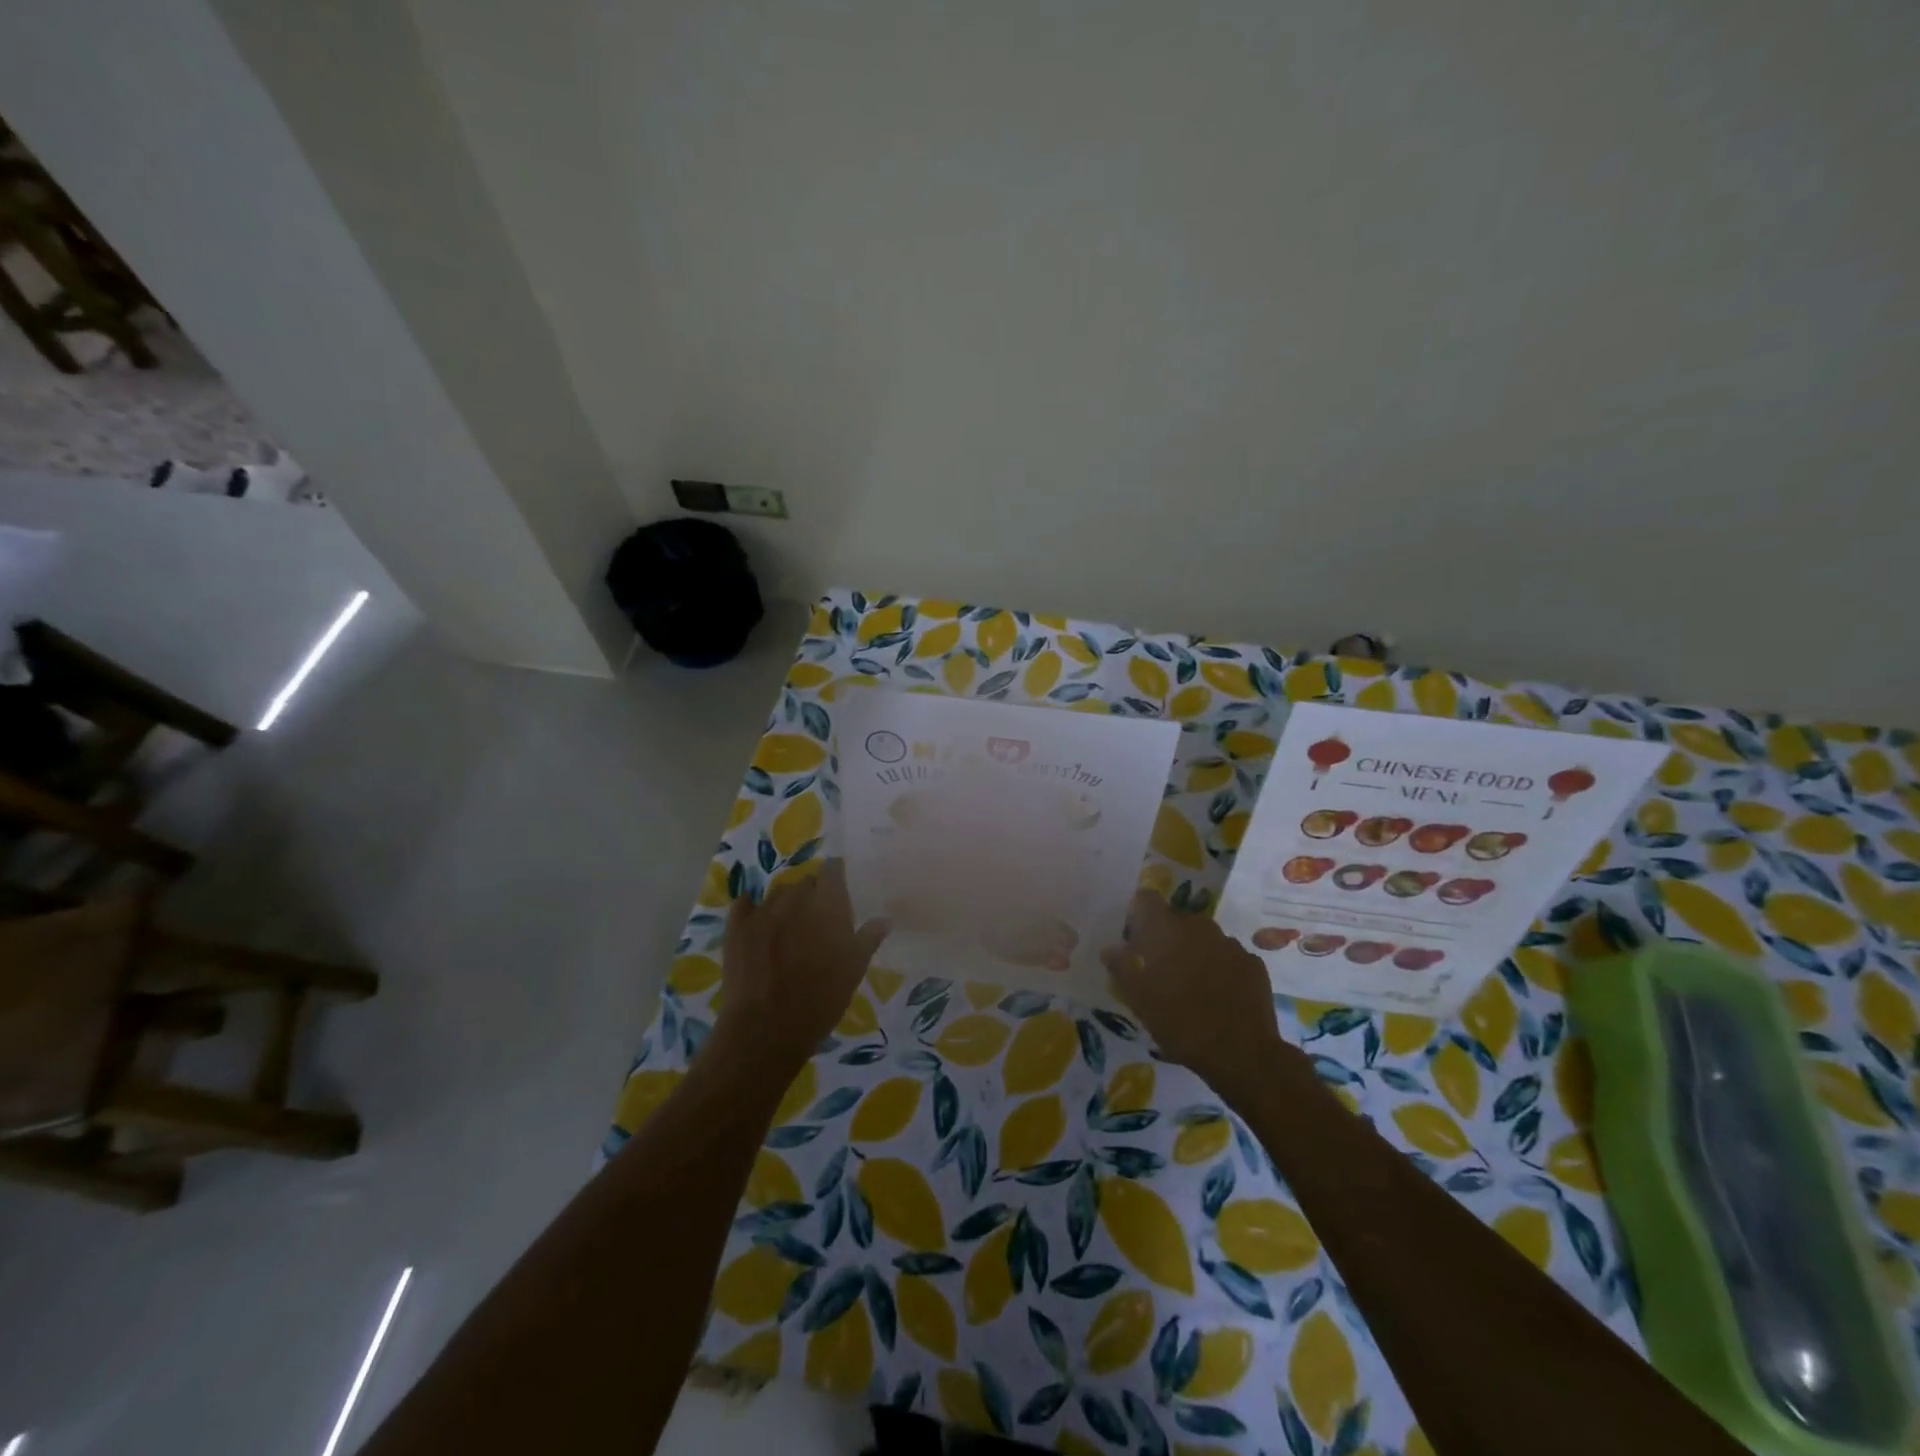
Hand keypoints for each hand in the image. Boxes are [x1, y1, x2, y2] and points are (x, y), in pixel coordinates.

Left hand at [716, 860, 889, 1069]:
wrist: (766, 1028)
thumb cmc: (821, 999)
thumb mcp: (854, 970)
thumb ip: (868, 939)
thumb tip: (884, 919)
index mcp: (827, 903)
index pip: (832, 869)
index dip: (836, 876)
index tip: (839, 889)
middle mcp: (795, 897)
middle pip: (805, 882)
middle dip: (812, 894)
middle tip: (817, 918)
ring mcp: (762, 910)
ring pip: (777, 893)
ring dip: (785, 903)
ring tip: (788, 926)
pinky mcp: (736, 926)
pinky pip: (745, 904)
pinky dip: (752, 908)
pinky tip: (756, 921)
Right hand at [1101, 891, 1290, 1103]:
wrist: (1241, 1053)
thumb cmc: (1179, 1022)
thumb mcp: (1138, 999)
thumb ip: (1121, 967)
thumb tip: (1110, 948)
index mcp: (1166, 928)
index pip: (1146, 899)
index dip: (1139, 915)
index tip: (1135, 940)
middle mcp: (1199, 926)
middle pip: (1176, 920)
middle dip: (1167, 938)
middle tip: (1161, 971)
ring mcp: (1230, 943)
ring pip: (1204, 939)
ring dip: (1195, 953)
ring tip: (1192, 987)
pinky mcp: (1253, 963)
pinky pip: (1228, 957)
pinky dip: (1221, 969)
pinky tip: (1219, 997)